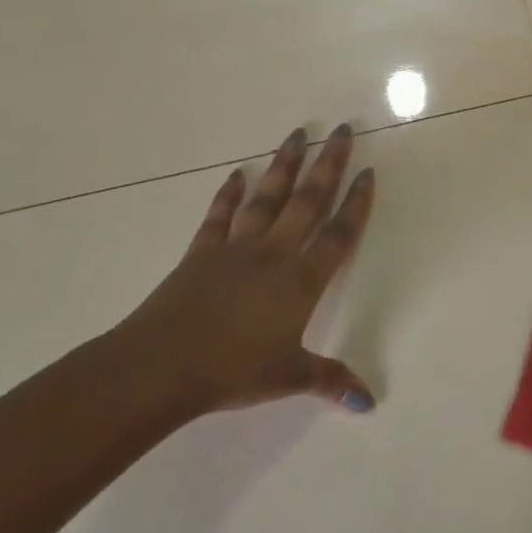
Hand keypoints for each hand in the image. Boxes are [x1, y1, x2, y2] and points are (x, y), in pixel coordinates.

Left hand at [112, 123, 377, 419]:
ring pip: (267, 197)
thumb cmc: (233, 371)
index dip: (356, 203)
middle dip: (328, 164)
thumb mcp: (289, 377)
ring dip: (284, 165)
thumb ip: (330, 380)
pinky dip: (228, 194)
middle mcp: (274, 253)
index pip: (339, 234)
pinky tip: (236, 173)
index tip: (368, 172)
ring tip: (298, 133)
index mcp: (301, 280)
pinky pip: (219, 216)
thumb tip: (369, 402)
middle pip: (308, 201)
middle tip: (342, 130)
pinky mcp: (202, 252)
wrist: (162, 366)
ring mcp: (236, 248)